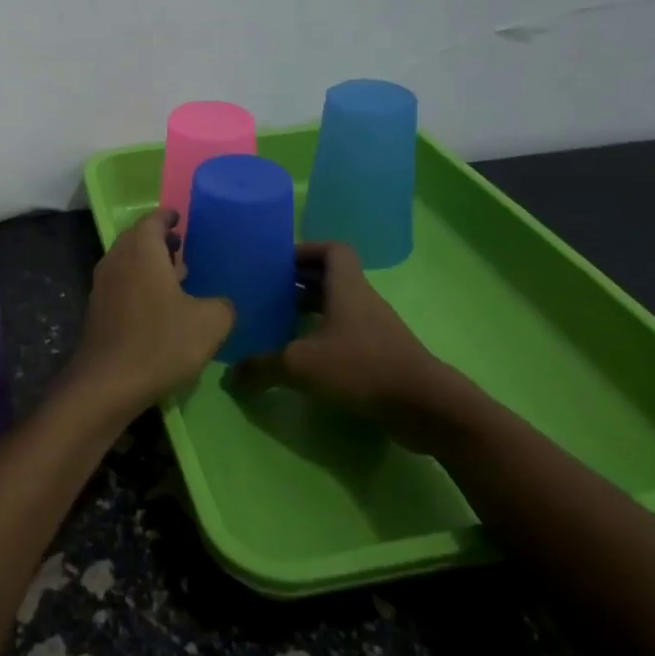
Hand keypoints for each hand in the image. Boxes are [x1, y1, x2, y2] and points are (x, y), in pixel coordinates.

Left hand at [71, 210, 233, 419]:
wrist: (108, 383)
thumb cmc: (161, 342)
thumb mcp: (210, 323)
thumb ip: (223, 305)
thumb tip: (220, 304)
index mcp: (142, 251)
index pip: (153, 220)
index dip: (168, 217)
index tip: (180, 217)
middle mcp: (117, 260)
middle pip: (137, 239)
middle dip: (158, 241)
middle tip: (182, 249)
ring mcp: (102, 286)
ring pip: (127, 263)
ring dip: (148, 265)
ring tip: (175, 279)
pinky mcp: (97, 311)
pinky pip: (120, 285)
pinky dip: (138, 285)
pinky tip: (157, 308)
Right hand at [248, 242, 489, 453]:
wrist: (424, 405)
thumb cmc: (362, 366)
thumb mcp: (301, 364)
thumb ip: (262, 367)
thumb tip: (230, 376)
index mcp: (346, 287)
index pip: (332, 250)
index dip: (306, 250)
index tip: (278, 262)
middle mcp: (361, 300)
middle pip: (330, 278)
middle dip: (299, 281)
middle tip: (267, 291)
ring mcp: (374, 328)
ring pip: (338, 306)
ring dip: (311, 310)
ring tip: (278, 323)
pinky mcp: (380, 354)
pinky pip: (346, 332)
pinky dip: (323, 336)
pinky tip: (303, 357)